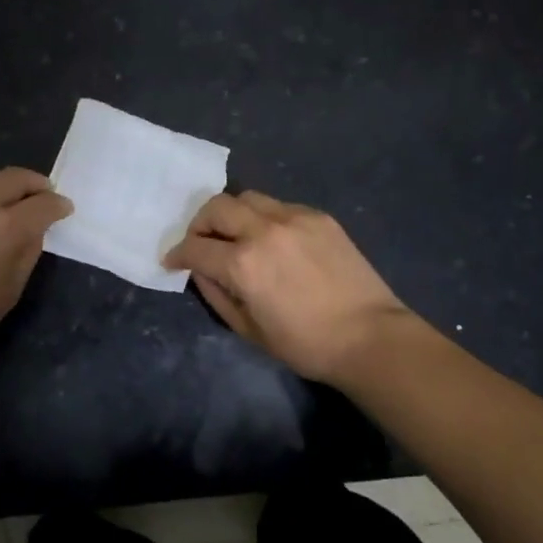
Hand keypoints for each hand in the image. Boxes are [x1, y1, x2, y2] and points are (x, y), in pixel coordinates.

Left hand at [0, 168, 71, 363]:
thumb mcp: (10, 291)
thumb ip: (27, 252)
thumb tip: (33, 230)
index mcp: (7, 228)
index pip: (43, 204)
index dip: (58, 205)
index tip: (64, 208)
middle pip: (15, 177)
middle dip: (35, 183)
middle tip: (43, 193)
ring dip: (4, 184)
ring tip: (9, 199)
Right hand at [163, 190, 414, 383]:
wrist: (370, 336)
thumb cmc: (306, 344)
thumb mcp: (249, 330)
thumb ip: (217, 294)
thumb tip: (201, 270)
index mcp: (243, 264)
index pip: (195, 247)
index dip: (177, 254)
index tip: (172, 260)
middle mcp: (264, 230)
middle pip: (216, 207)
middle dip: (199, 224)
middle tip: (201, 242)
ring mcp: (294, 217)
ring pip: (247, 198)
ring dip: (231, 214)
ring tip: (236, 235)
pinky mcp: (318, 216)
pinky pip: (279, 206)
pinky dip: (265, 218)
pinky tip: (273, 240)